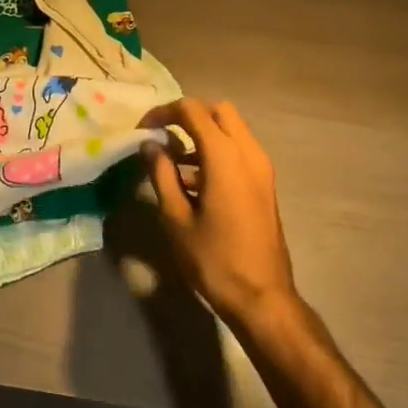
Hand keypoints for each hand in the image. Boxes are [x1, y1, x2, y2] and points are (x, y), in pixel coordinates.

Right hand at [142, 99, 298, 329]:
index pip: (193, 110)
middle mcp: (248, 151)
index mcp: (225, 155)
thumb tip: (150, 145)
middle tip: (162, 135)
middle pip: (218, 110)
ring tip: (173, 161)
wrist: (263, 297)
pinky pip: (240, 150)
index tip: (142, 129)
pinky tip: (194, 181)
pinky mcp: (265, 183)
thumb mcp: (176, 218)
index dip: (164, 112)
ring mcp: (262, 167)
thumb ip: (161, 174)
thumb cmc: (214, 259)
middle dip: (188, 115)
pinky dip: (217, 150)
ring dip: (204, 133)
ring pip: (232, 129)